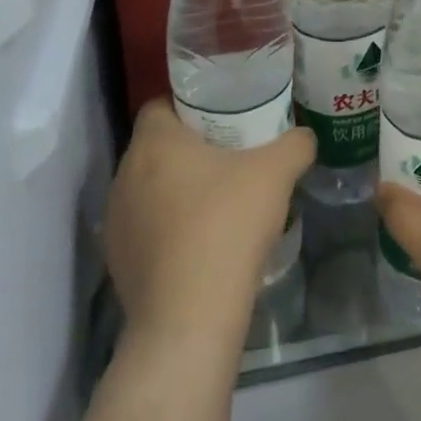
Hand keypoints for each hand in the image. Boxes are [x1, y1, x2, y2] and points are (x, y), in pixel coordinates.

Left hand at [104, 100, 313, 348]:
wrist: (189, 316)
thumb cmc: (228, 225)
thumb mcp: (277, 173)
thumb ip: (295, 144)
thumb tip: (304, 136)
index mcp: (154, 142)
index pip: (161, 104)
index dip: (191, 104)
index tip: (224, 115)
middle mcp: (125, 174)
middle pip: (157, 146)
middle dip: (190, 147)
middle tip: (231, 154)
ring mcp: (116, 219)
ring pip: (150, 187)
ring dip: (178, 187)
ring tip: (219, 199)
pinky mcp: (118, 259)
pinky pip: (146, 226)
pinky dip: (170, 225)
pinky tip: (202, 241)